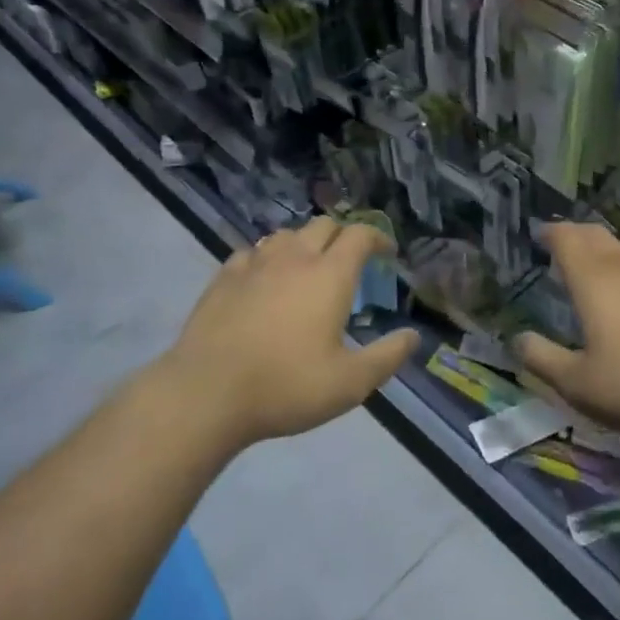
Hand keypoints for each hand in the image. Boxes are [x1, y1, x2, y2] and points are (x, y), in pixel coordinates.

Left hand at [165, 216, 419, 446]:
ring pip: (285, 235)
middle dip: (342, 236)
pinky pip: (251, 253)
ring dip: (303, 243)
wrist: (206, 393)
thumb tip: (413, 336)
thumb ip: (387, 357)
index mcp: (330, 275)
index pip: (360, 235)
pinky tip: (263, 279)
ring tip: (306, 267)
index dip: (377, 237)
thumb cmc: (286, 386)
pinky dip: (266, 259)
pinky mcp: (223, 277)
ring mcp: (255, 264)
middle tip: (349, 260)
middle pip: (324, 225)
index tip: (387, 253)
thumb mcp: (349, 383)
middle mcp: (294, 258)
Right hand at [515, 223, 619, 446]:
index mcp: (593, 279)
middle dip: (577, 236)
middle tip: (565, 249)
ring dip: (609, 252)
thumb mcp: (578, 383)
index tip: (541, 237)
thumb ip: (542, 358)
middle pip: (597, 234)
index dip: (551, 233)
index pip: (567, 238)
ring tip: (602, 271)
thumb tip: (518, 340)